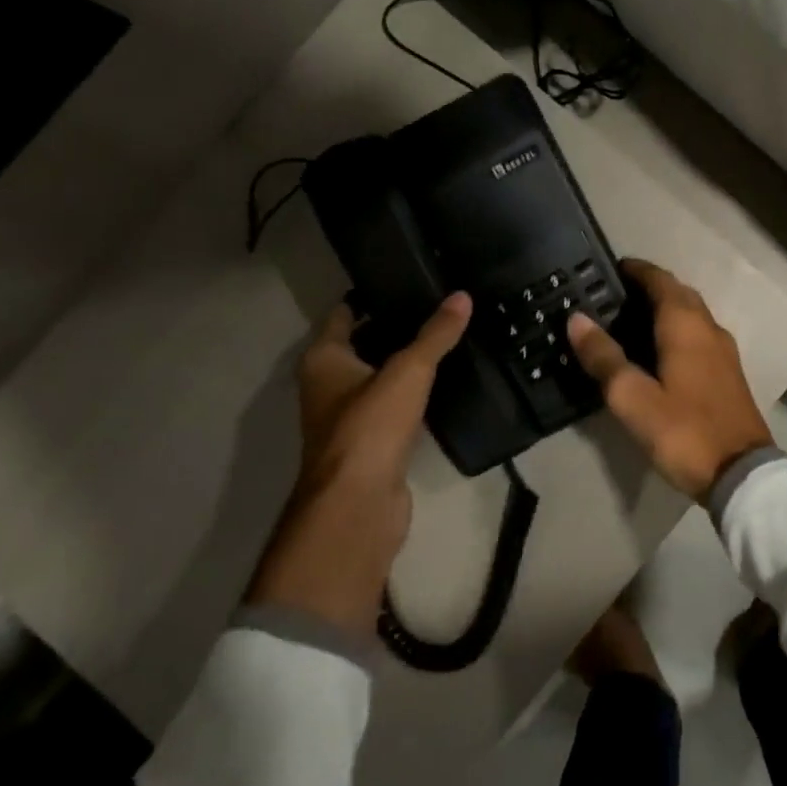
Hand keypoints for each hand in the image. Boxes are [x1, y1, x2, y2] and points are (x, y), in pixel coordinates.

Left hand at [245, 293, 471, 639]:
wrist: (359, 506)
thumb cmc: (370, 427)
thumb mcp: (408, 371)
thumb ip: (435, 335)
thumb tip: (462, 296)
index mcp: (324, 360)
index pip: (344, 314)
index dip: (370, 296)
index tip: (407, 279)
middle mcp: (329, 386)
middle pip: (363, 344)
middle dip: (395, 326)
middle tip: (439, 304)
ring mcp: (349, 417)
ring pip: (380, 377)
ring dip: (406, 362)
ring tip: (448, 336)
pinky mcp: (373, 444)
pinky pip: (395, 406)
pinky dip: (414, 393)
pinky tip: (446, 381)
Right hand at [566, 259, 772, 501]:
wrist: (741, 474)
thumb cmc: (684, 430)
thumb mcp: (633, 398)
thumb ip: (604, 357)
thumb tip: (577, 318)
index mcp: (686, 325)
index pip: (659, 280)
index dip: (635, 270)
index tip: (608, 269)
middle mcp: (708, 328)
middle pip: (678, 293)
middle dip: (649, 287)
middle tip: (613, 297)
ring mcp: (723, 351)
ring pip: (691, 314)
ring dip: (664, 308)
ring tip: (629, 322)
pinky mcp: (728, 373)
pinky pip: (698, 335)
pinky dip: (676, 330)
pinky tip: (658, 352)